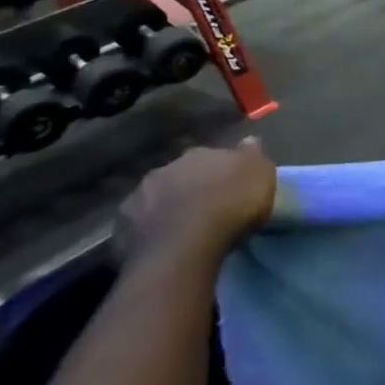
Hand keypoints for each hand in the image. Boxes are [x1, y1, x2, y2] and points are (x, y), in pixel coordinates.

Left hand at [113, 138, 277, 276]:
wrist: (185, 245)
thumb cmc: (231, 205)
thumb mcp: (261, 175)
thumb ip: (252, 156)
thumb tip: (249, 140)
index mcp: (200, 153)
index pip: (212, 156)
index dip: (221, 170)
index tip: (230, 184)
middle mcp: (167, 167)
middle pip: (182, 174)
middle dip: (191, 185)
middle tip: (206, 205)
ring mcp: (140, 195)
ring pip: (157, 196)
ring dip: (167, 205)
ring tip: (181, 226)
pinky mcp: (123, 226)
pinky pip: (139, 224)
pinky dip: (148, 229)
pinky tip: (160, 242)